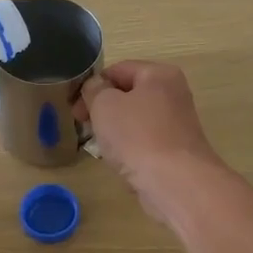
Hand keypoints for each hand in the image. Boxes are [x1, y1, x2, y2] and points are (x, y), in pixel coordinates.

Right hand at [78, 61, 230, 223]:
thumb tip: (96, 87)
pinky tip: (120, 164)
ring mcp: (177, 124)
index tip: (75, 109)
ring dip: (115, 132)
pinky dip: (130, 150)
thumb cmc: (137, 136)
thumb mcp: (104, 105)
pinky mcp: (177, 151)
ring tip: (102, 148)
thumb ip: (94, 90)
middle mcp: (173, 94)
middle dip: (103, 110)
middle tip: (84, 127)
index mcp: (159, 74)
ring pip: (135, 121)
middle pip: (128, 95)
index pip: (117, 70)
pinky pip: (145, 143)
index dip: (92, 86)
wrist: (175, 183)